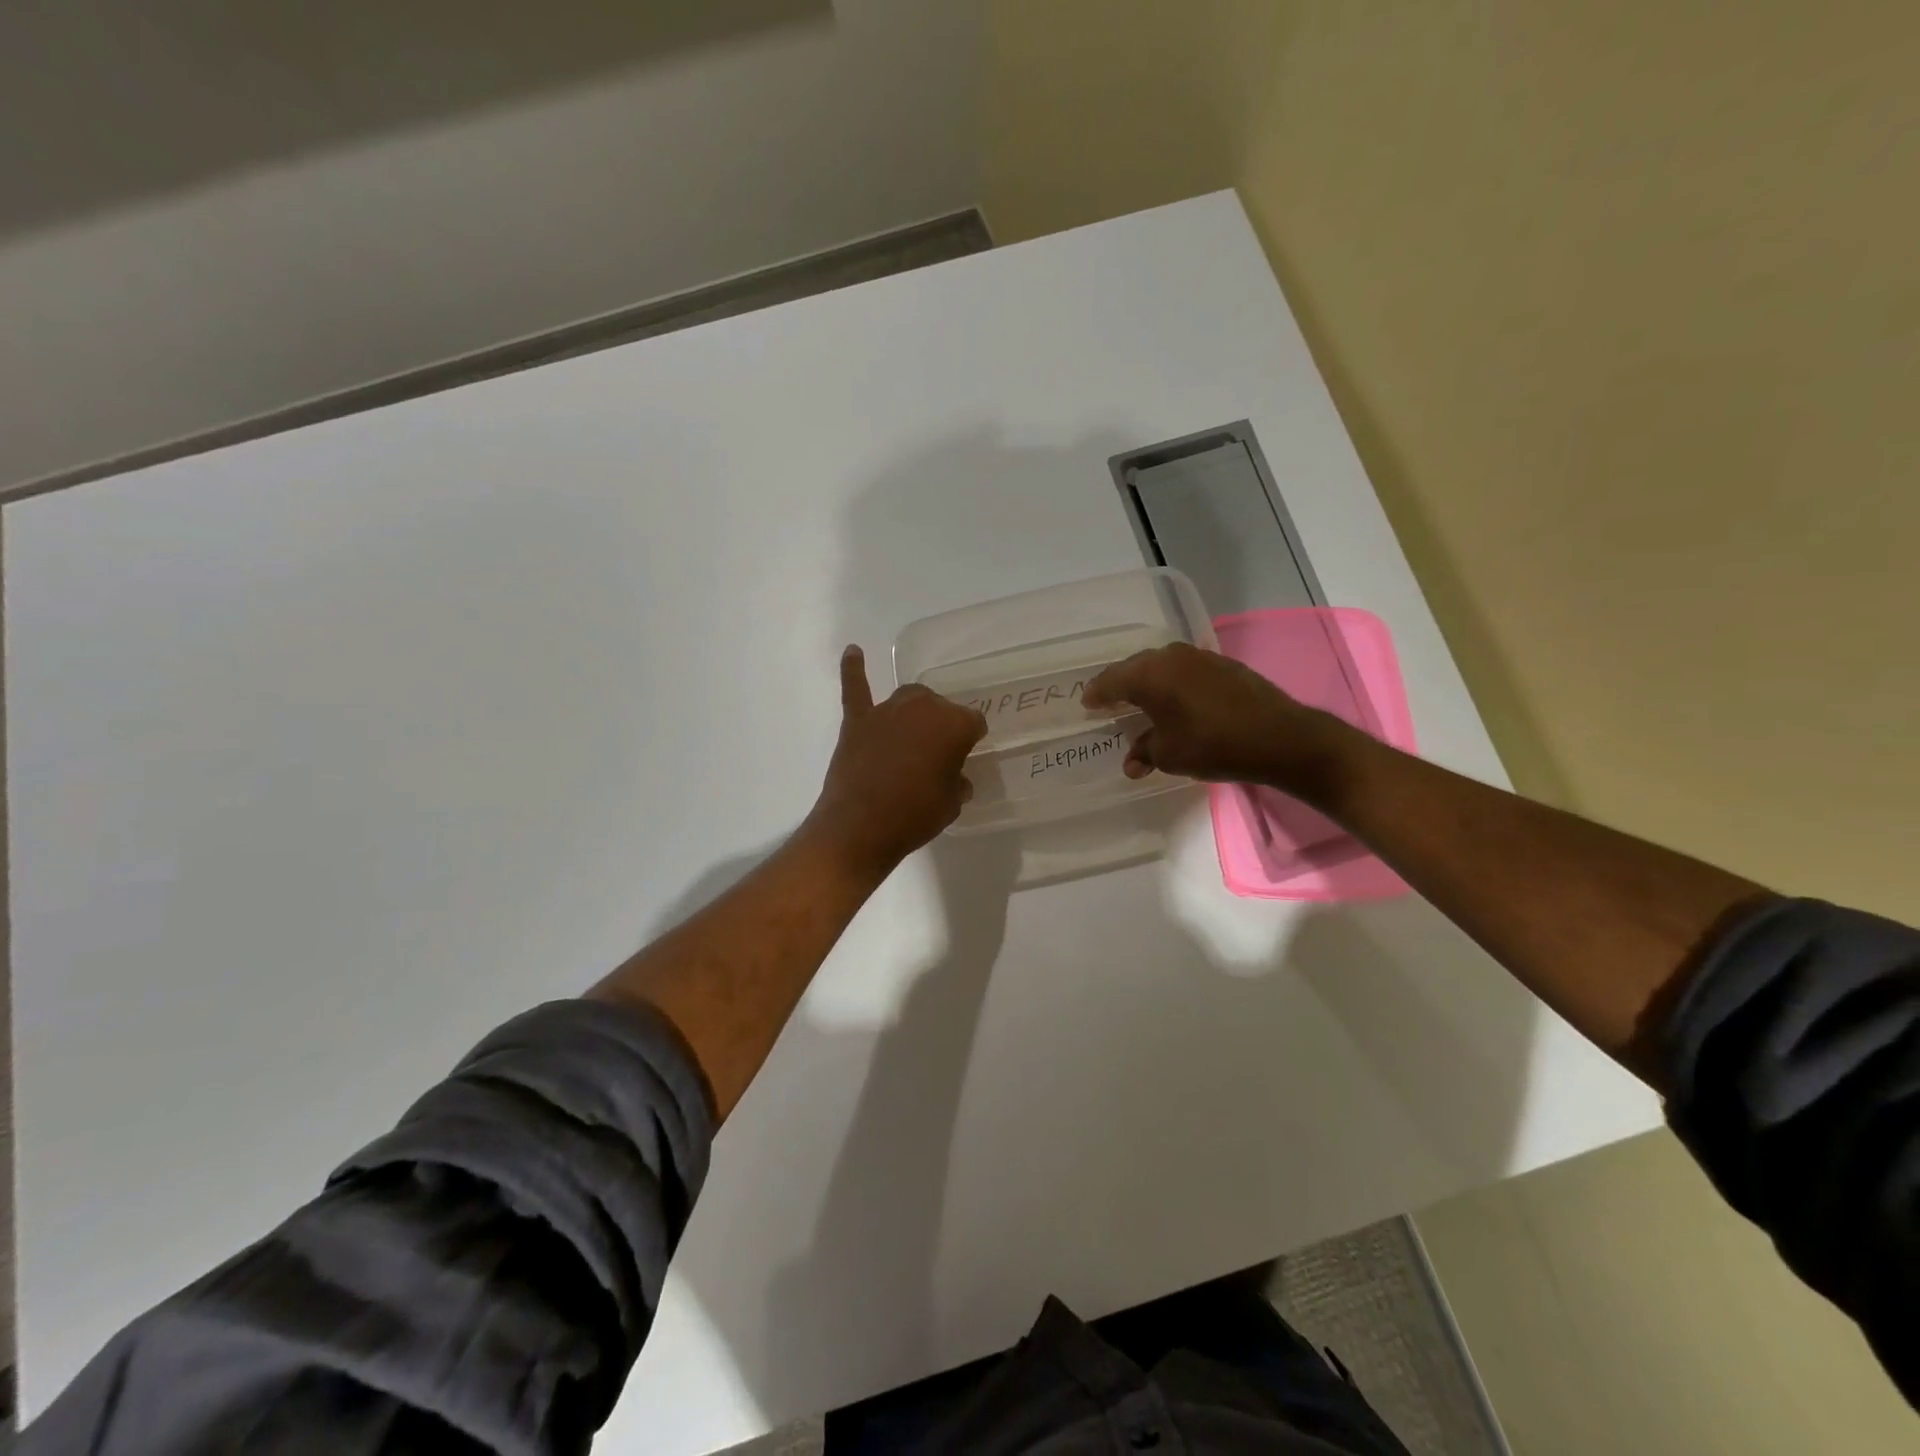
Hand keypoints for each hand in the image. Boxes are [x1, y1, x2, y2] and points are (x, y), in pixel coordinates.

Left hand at [805, 646, 988, 876]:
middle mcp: (923, 707)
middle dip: (941, 727)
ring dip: (913, 713)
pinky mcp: (857, 721)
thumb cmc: (915, 816)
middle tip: (937, 757)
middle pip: (939, 707)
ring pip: (908, 699)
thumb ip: (956, 782)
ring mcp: (886, 711)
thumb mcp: (952, 804)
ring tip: (912, 736)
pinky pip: (856, 688)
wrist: (861, 827)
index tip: (966, 757)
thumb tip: (954, 777)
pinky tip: (853, 652)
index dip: (970, 741)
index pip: (973, 723)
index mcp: (954, 724)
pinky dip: (853, 670)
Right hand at [1082, 641, 1344, 790]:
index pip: (1111, 680)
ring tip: (1140, 701)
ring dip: (1148, 682)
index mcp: (1150, 675)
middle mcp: (1171, 657)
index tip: (1087, 703)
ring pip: (1161, 666)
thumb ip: (1144, 752)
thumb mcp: (1170, 755)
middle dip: (1120, 685)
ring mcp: (1199, 657)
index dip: (1097, 694)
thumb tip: (1132, 761)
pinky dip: (1172, 683)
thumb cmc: (1213, 745)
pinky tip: (1175, 700)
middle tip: (1109, 701)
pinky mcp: (1222, 664)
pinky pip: (1183, 670)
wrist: (1280, 737)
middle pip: (1135, 668)